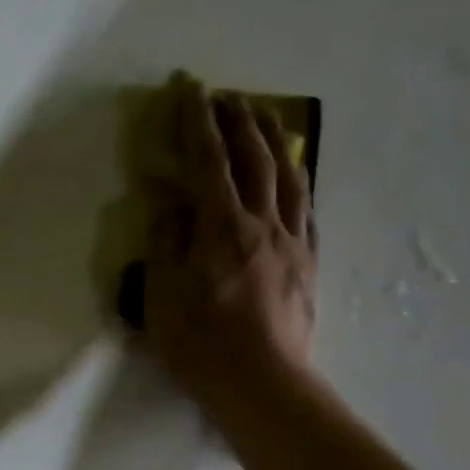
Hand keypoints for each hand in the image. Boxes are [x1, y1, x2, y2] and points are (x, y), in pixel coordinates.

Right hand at [140, 71, 316, 414]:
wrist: (262, 382)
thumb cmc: (200, 343)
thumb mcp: (162, 294)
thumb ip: (166, 242)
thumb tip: (170, 204)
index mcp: (222, 227)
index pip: (208, 160)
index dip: (197, 121)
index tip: (189, 87)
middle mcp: (263, 223)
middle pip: (255, 157)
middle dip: (238, 120)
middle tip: (225, 95)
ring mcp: (292, 242)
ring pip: (288, 175)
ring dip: (273, 140)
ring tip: (262, 118)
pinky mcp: (308, 263)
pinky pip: (306, 207)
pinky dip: (296, 180)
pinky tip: (293, 174)